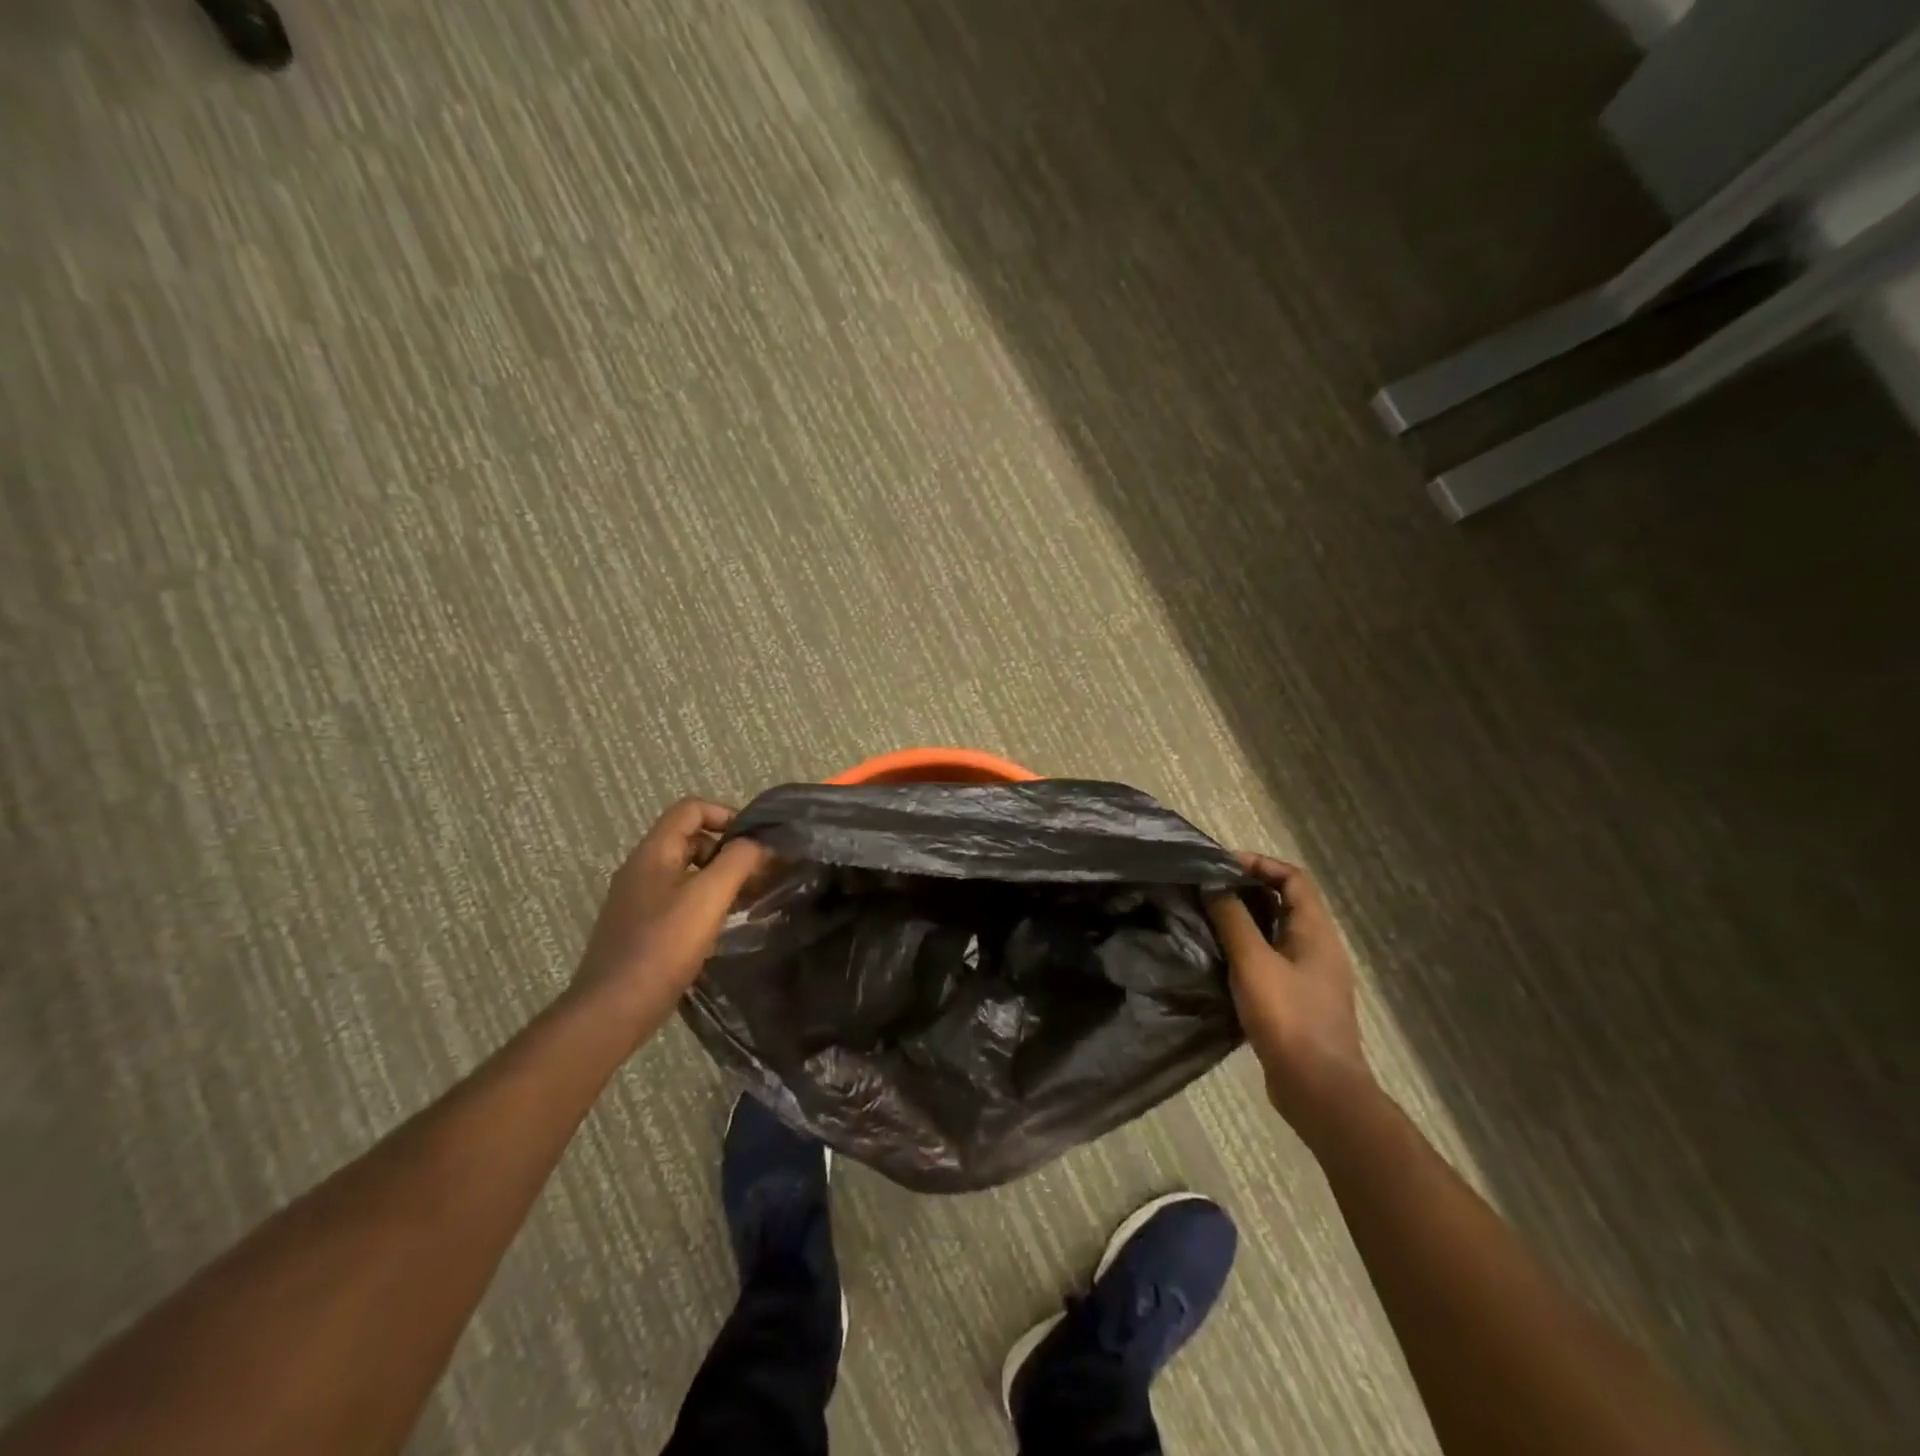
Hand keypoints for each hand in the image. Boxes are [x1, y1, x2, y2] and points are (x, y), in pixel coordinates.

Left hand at [573, 799, 769, 1016]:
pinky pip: (677, 899)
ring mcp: (636, 899)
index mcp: (653, 852)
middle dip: (727, 850)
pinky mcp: (639, 928)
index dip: (725, 814)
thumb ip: (738, 861)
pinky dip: (703, 902)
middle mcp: (641, 869)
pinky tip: (720, 927)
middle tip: (758, 874)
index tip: (754, 842)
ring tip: (747, 900)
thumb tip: (758, 844)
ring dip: (718, 878)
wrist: (614, 1008)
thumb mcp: (709, 897)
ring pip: (685, 871)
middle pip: (689, 839)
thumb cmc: (663, 945)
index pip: (690, 809)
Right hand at [1206, 857, 1373, 1134]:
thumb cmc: (1288, 1018)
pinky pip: (1270, 962)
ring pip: (1275, 934)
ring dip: (1244, 922)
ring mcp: (1310, 978)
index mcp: (1316, 932)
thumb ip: (1233, 919)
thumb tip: (1212, 883)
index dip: (1260, 864)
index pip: (1293, 878)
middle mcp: (1318, 949)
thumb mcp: (1254, 962)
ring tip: (1206, 921)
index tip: (1221, 866)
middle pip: (1285, 903)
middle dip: (1246, 891)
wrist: (1318, 1090)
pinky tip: (1219, 962)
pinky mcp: (1297, 1002)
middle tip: (1206, 891)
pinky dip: (1246, 952)